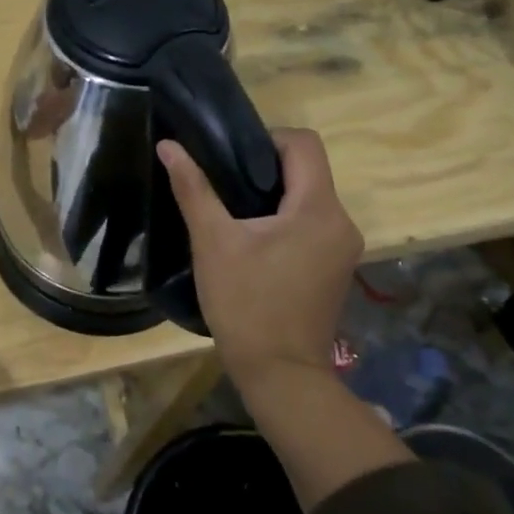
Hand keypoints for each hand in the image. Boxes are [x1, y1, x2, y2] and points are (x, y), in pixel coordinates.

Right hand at [159, 129, 362, 390]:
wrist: (280, 374)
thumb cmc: (246, 304)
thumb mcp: (213, 242)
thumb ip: (193, 188)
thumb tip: (169, 146)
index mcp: (318, 208)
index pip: (304, 143)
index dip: (268, 138)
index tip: (232, 158)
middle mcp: (342, 221)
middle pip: (308, 170)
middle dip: (266, 169)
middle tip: (224, 184)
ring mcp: (344, 247)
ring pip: (311, 198)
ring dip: (276, 196)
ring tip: (234, 212)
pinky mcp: (337, 267)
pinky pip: (314, 224)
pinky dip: (287, 220)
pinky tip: (255, 241)